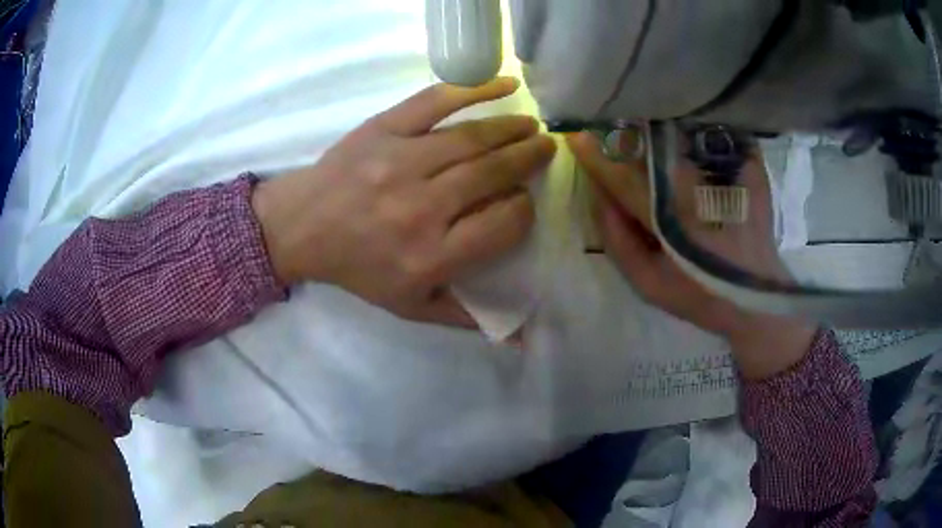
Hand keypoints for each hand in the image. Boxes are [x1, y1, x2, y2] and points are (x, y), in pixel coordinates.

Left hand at [252, 78, 555, 327]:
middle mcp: (420, 207)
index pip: (503, 224)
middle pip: (493, 174)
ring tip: (532, 127)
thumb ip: (466, 318)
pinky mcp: (382, 130)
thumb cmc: (359, 269)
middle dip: (529, 159)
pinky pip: (436, 102)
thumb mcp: (411, 307)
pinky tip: (506, 86)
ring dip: (512, 130)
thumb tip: (521, 338)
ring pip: (472, 138)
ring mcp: (400, 162)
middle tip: (547, 150)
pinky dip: (475, 89)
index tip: (523, 202)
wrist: (301, 228)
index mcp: (430, 256)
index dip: (523, 211)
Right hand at [568, 129, 814, 379]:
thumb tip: (598, 195)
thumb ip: (618, 241)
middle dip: (624, 131)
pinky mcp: (748, 168)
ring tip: (636, 118)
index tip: (574, 136)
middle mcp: (697, 188)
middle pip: (651, 147)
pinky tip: (681, 123)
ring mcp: (725, 174)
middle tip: (605, 123)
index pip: (623, 179)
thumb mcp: (649, 284)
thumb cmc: (700, 294)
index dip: (596, 158)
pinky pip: (713, 135)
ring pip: (681, 134)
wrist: (756, 295)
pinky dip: (692, 126)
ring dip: (655, 124)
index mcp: (669, 218)